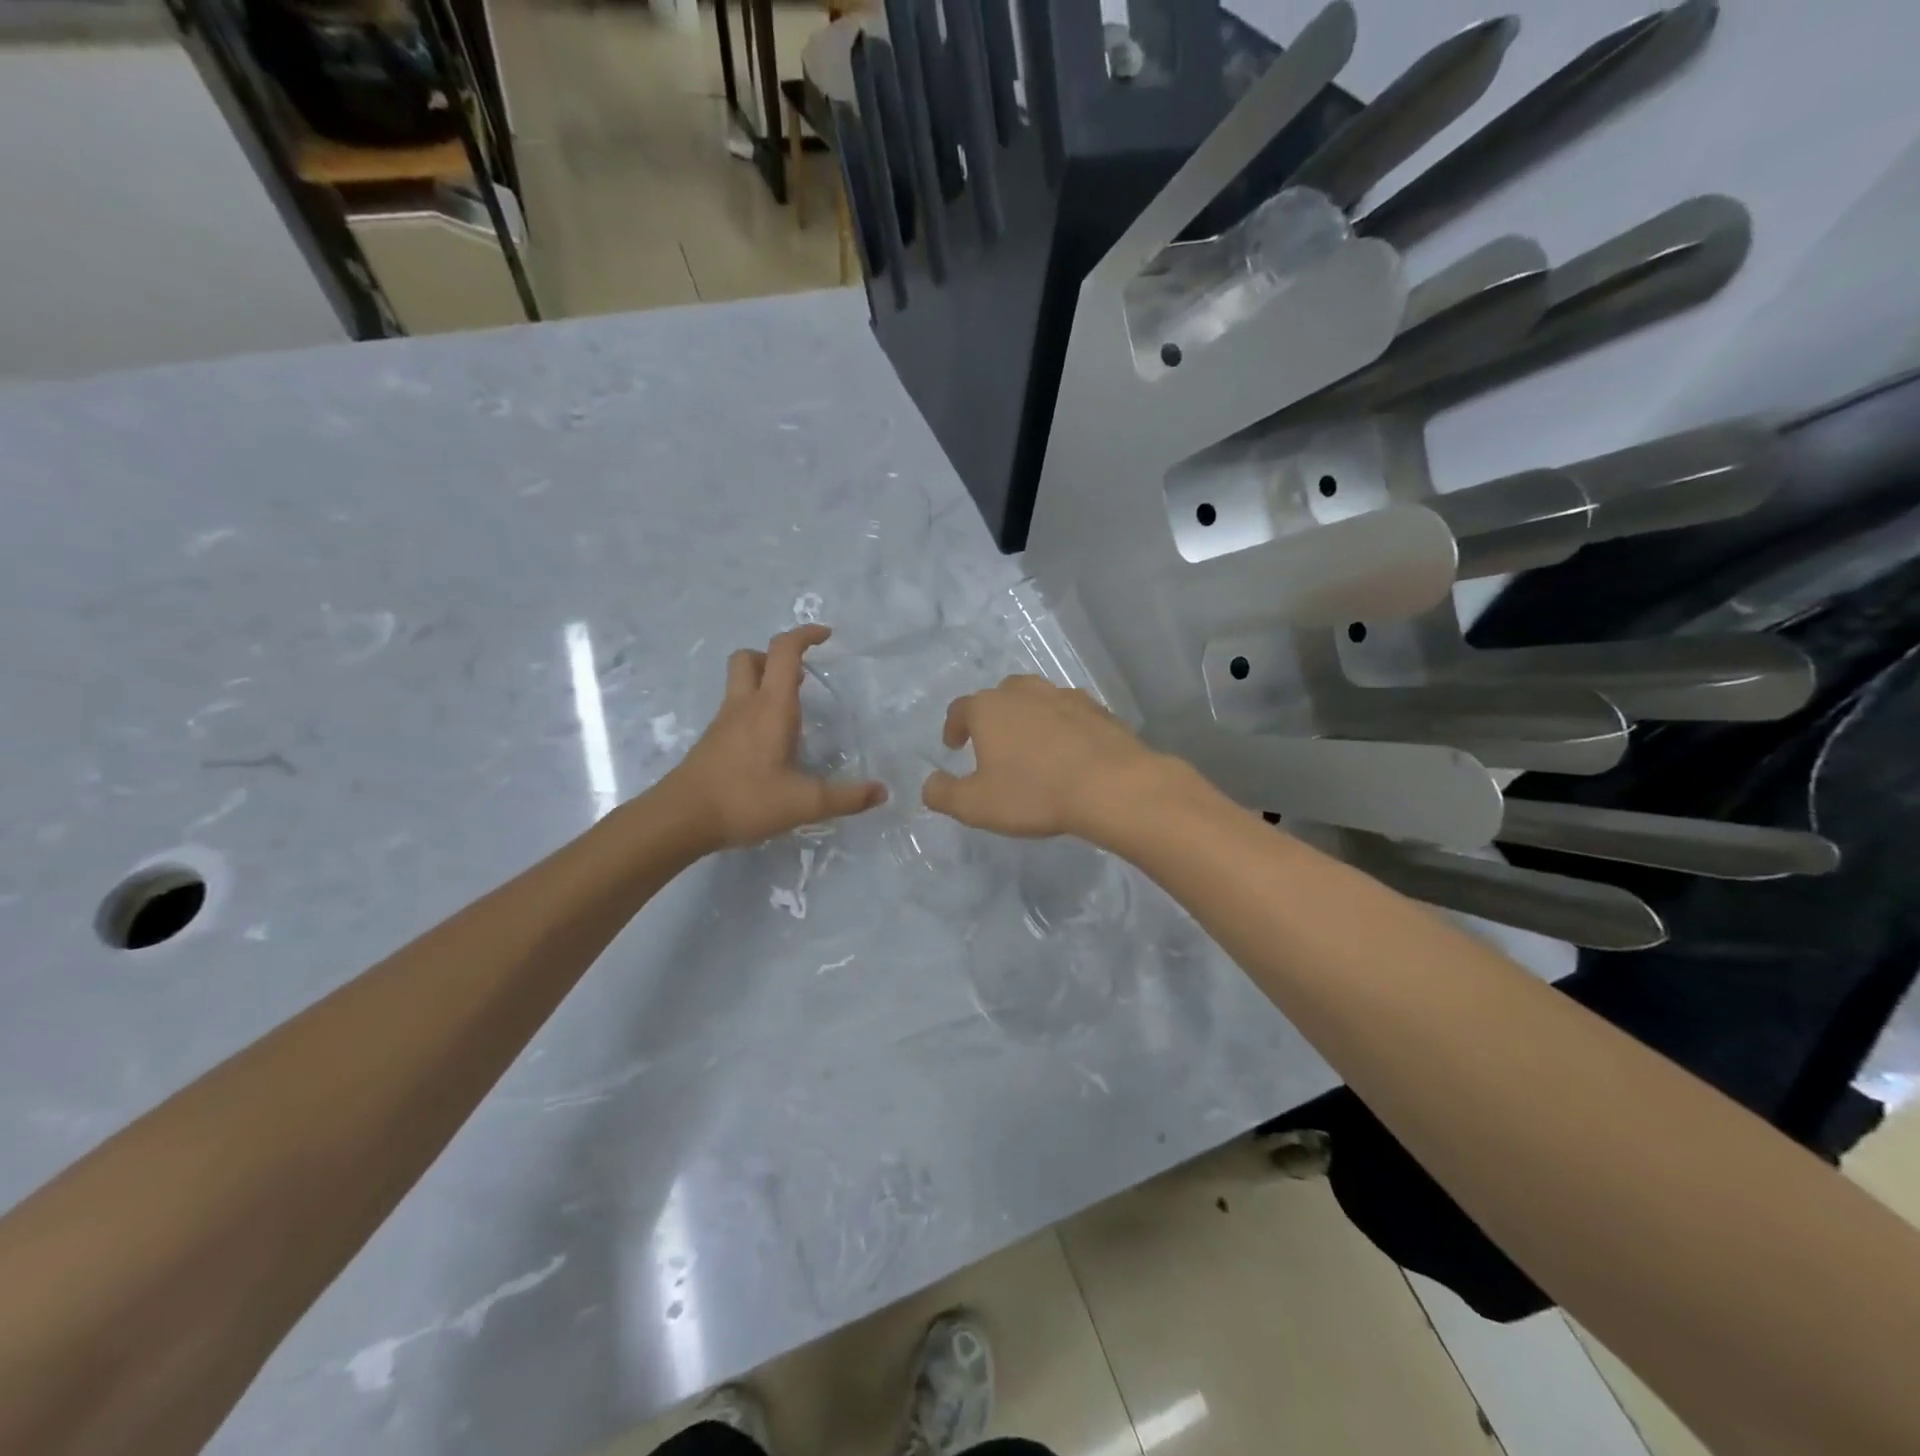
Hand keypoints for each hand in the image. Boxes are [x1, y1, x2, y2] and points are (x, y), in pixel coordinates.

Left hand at [665, 625, 886, 850]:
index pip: (785, 651)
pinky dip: (753, 710)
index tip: (826, 636)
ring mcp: (723, 723)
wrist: (681, 819)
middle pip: (751, 657)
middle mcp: (745, 706)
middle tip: (801, 676)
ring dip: (764, 681)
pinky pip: (734, 709)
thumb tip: (882, 792)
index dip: (805, 635)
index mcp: (771, 707)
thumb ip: (847, 798)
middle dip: (776, 656)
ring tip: (790, 710)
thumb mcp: (805, 803)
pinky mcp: (712, 742)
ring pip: (739, 682)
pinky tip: (768, 743)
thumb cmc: (745, 800)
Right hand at [920, 675, 1169, 839]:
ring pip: (1037, 699)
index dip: (953, 727)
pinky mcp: (1097, 709)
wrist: (1110, 786)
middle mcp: (1024, 692)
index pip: (960, 709)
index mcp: (989, 708)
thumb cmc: (1034, 793)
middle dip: (992, 716)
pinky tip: (1067, 749)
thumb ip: (944, 794)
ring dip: (1028, 717)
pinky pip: (1069, 712)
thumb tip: (929, 784)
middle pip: (1000, 696)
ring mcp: (1064, 696)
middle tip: (992, 743)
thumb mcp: (976, 805)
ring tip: (1030, 744)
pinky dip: (1062, 725)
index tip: (954, 745)